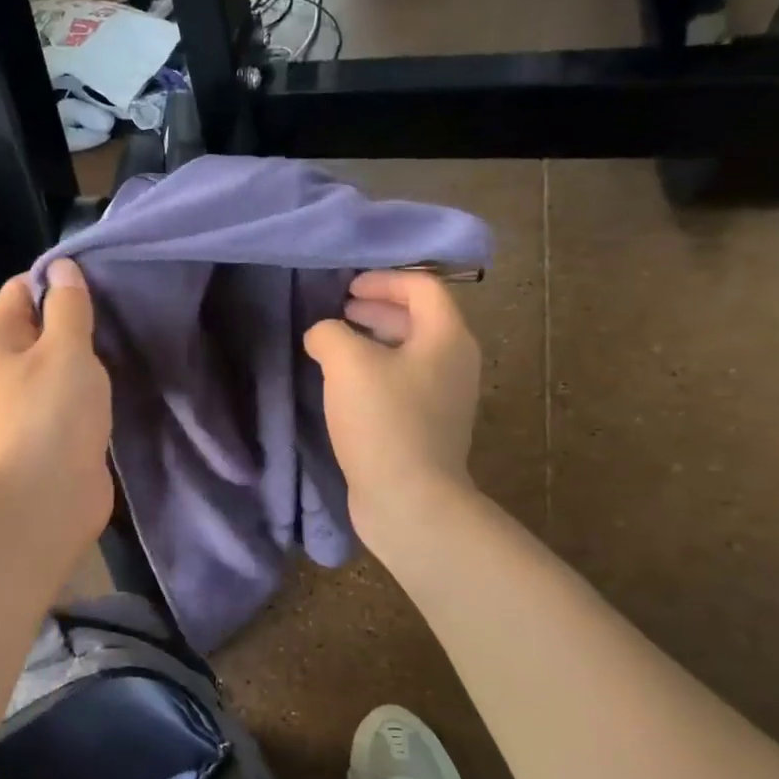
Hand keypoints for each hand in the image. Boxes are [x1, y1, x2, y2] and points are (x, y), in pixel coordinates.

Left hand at [0, 258, 114, 557]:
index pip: (21, 289)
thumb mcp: (66, 348)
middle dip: (76, 320)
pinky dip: (86, 389)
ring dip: (84, 358)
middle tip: (117, 318)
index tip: (100, 286)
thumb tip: (62, 267)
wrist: (48, 499)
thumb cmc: (53, 414)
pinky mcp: (45, 431)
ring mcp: (22, 403)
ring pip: (55, 363)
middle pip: (39, 326)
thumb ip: (68, 305)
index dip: (58, 281)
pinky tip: (113, 386)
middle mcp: (0, 369)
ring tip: (120, 349)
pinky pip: (66, 396)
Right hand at [304, 271, 481, 548]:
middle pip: (419, 319)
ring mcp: (445, 398)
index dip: (384, 279)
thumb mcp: (347, 364)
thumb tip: (323, 335)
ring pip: (410, 353)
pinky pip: (403, 383)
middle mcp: (454, 363)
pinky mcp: (428, 427)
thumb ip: (330, 334)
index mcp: (446, 337)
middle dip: (379, 308)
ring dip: (375, 341)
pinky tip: (346, 387)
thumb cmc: (383, 422)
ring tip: (338, 346)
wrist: (410, 499)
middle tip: (342, 310)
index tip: (347, 288)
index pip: (423, 287)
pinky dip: (377, 371)